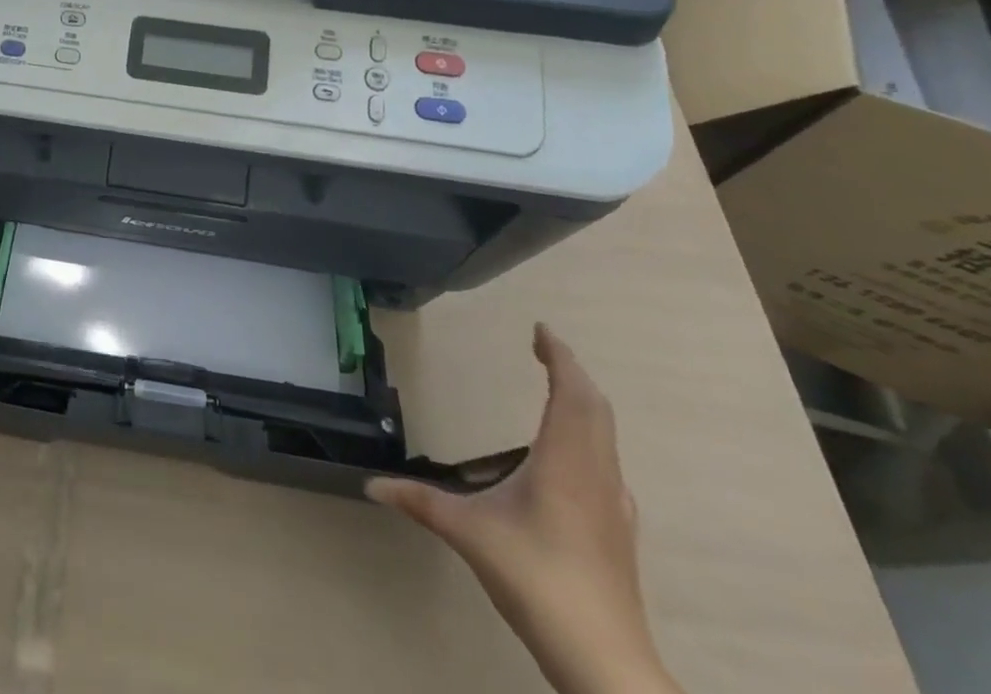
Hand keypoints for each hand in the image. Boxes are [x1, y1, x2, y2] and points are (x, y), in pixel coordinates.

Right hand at [366, 325, 680, 693]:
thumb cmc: (537, 580)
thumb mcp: (469, 534)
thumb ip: (419, 502)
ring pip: (606, 435)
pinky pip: (607, 462)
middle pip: (595, 408)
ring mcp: (615, 504)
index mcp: (564, 462)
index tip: (541, 330)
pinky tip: (571, 457)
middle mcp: (596, 474)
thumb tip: (370, 485)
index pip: (571, 393)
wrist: (605, 662)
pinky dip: (590, 437)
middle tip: (544, 349)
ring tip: (557, 389)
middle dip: (571, 372)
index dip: (559, 356)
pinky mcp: (620, 530)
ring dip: (584, 403)